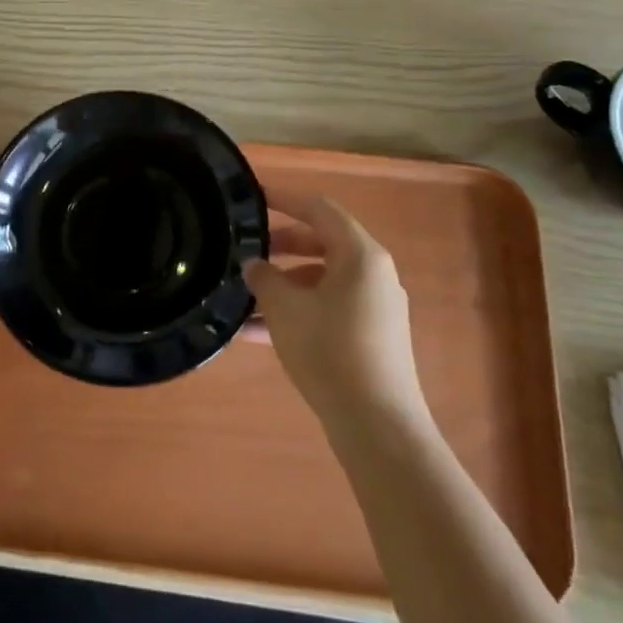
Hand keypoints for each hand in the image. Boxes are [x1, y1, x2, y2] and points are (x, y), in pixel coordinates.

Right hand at [245, 191, 428, 432]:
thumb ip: (265, 278)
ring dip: (285, 286)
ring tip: (245, 300)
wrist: (377, 425)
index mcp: (361, 255)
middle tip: (247, 251)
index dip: (285, 199)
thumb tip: (255, 264)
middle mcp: (374, 274)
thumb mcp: (285, 308)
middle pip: (322, 244)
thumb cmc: (330, 351)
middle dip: (281, 246)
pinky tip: (258, 334)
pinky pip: (329, 310)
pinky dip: (299, 312)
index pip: (320, 209)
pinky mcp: (372, 337)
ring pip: (322, 281)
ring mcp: (376, 307)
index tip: (254, 197)